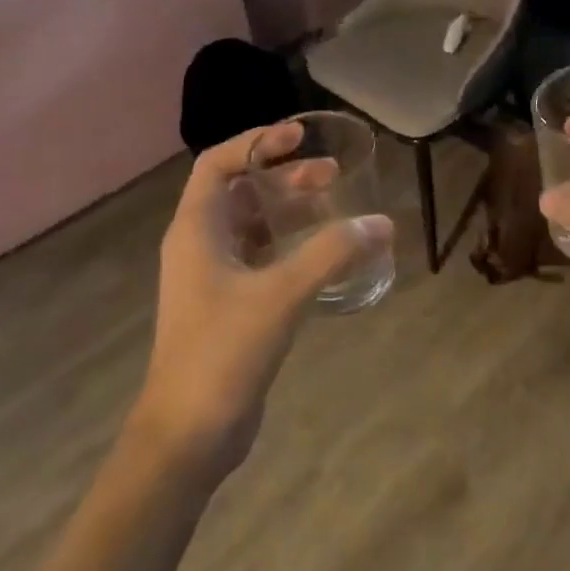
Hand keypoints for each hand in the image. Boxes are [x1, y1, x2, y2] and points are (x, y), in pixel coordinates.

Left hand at [131, 123, 392, 477]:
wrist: (188, 435)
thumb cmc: (223, 353)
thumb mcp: (281, 295)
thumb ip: (331, 253)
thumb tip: (382, 223)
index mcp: (196, 231)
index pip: (218, 164)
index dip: (256, 142)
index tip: (298, 136)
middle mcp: (199, 246)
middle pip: (240, 191)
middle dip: (283, 176)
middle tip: (331, 174)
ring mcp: (213, 278)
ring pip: (253, 226)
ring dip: (289, 210)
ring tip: (333, 206)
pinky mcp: (229, 306)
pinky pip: (262, 258)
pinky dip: (291, 246)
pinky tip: (325, 254)